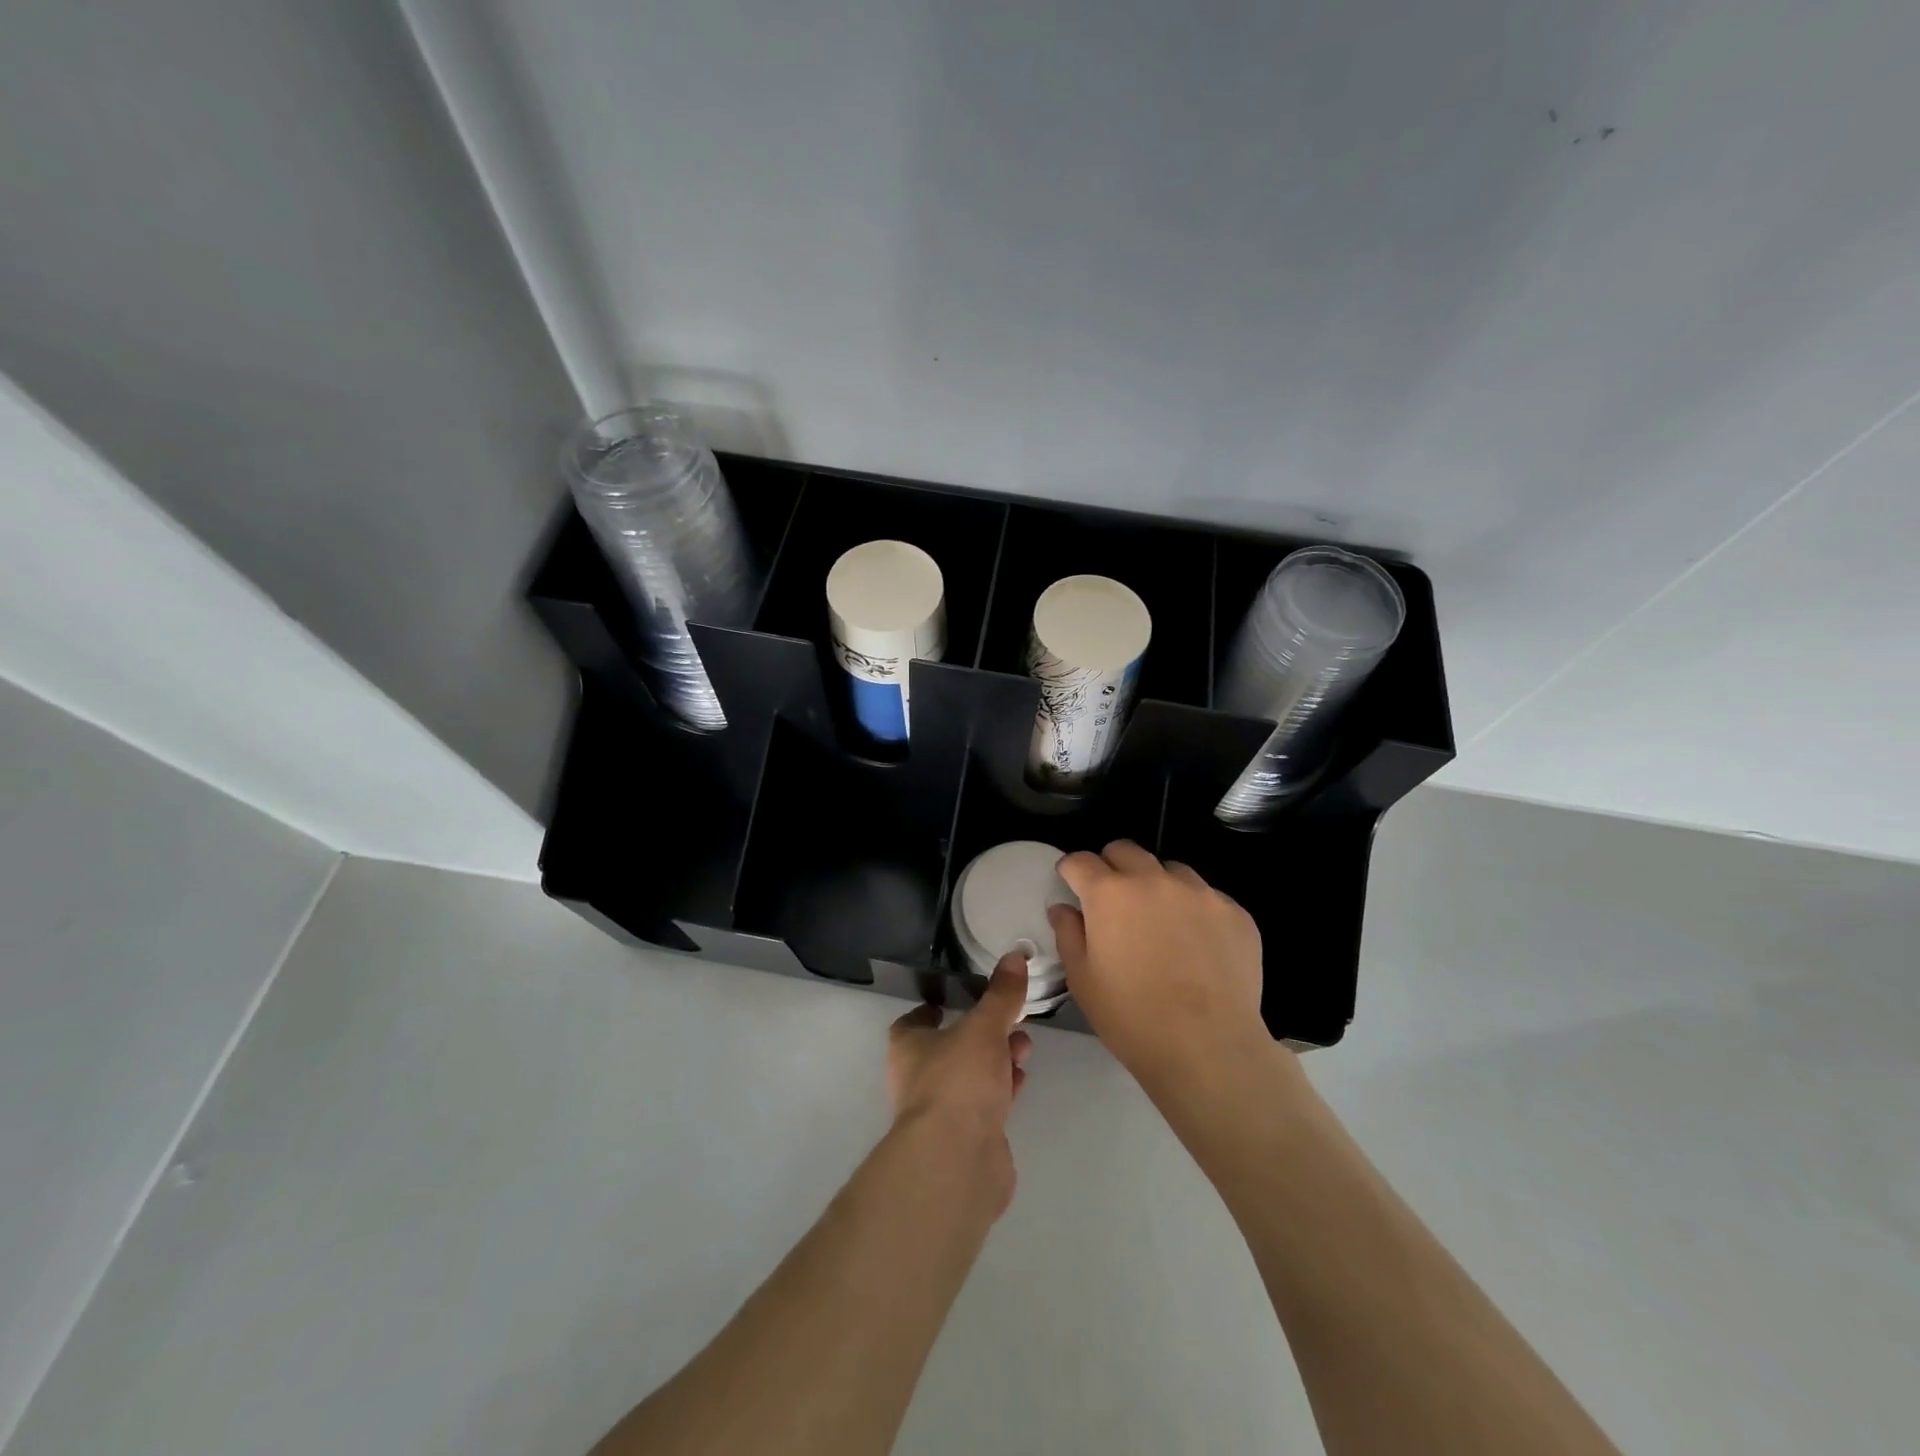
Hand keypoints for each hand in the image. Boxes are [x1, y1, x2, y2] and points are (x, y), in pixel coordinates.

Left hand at [888, 953, 1033, 1215]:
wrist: (957, 1161)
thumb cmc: (959, 1080)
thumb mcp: (984, 1027)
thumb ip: (1001, 995)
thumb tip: (1014, 955)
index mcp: (909, 1047)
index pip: (914, 1021)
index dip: (933, 1009)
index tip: (957, 998)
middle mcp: (919, 1078)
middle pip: (950, 1047)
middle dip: (982, 1033)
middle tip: (1011, 1021)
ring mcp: (942, 1111)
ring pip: (970, 1076)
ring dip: (997, 1060)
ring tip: (1024, 1047)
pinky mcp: (966, 1138)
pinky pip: (985, 1104)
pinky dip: (1003, 1090)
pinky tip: (1021, 1081)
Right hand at [1049, 840, 1266, 1085]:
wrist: (1208, 1049)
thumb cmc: (1132, 1017)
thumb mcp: (1082, 979)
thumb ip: (1068, 934)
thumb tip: (1065, 909)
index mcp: (1110, 893)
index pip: (1080, 860)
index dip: (1071, 872)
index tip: (1072, 887)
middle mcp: (1154, 880)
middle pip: (1125, 850)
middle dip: (1112, 867)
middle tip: (1113, 902)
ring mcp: (1200, 893)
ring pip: (1170, 870)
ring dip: (1156, 885)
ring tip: (1160, 923)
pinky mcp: (1235, 912)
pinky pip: (1207, 897)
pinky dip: (1194, 910)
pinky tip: (1197, 946)